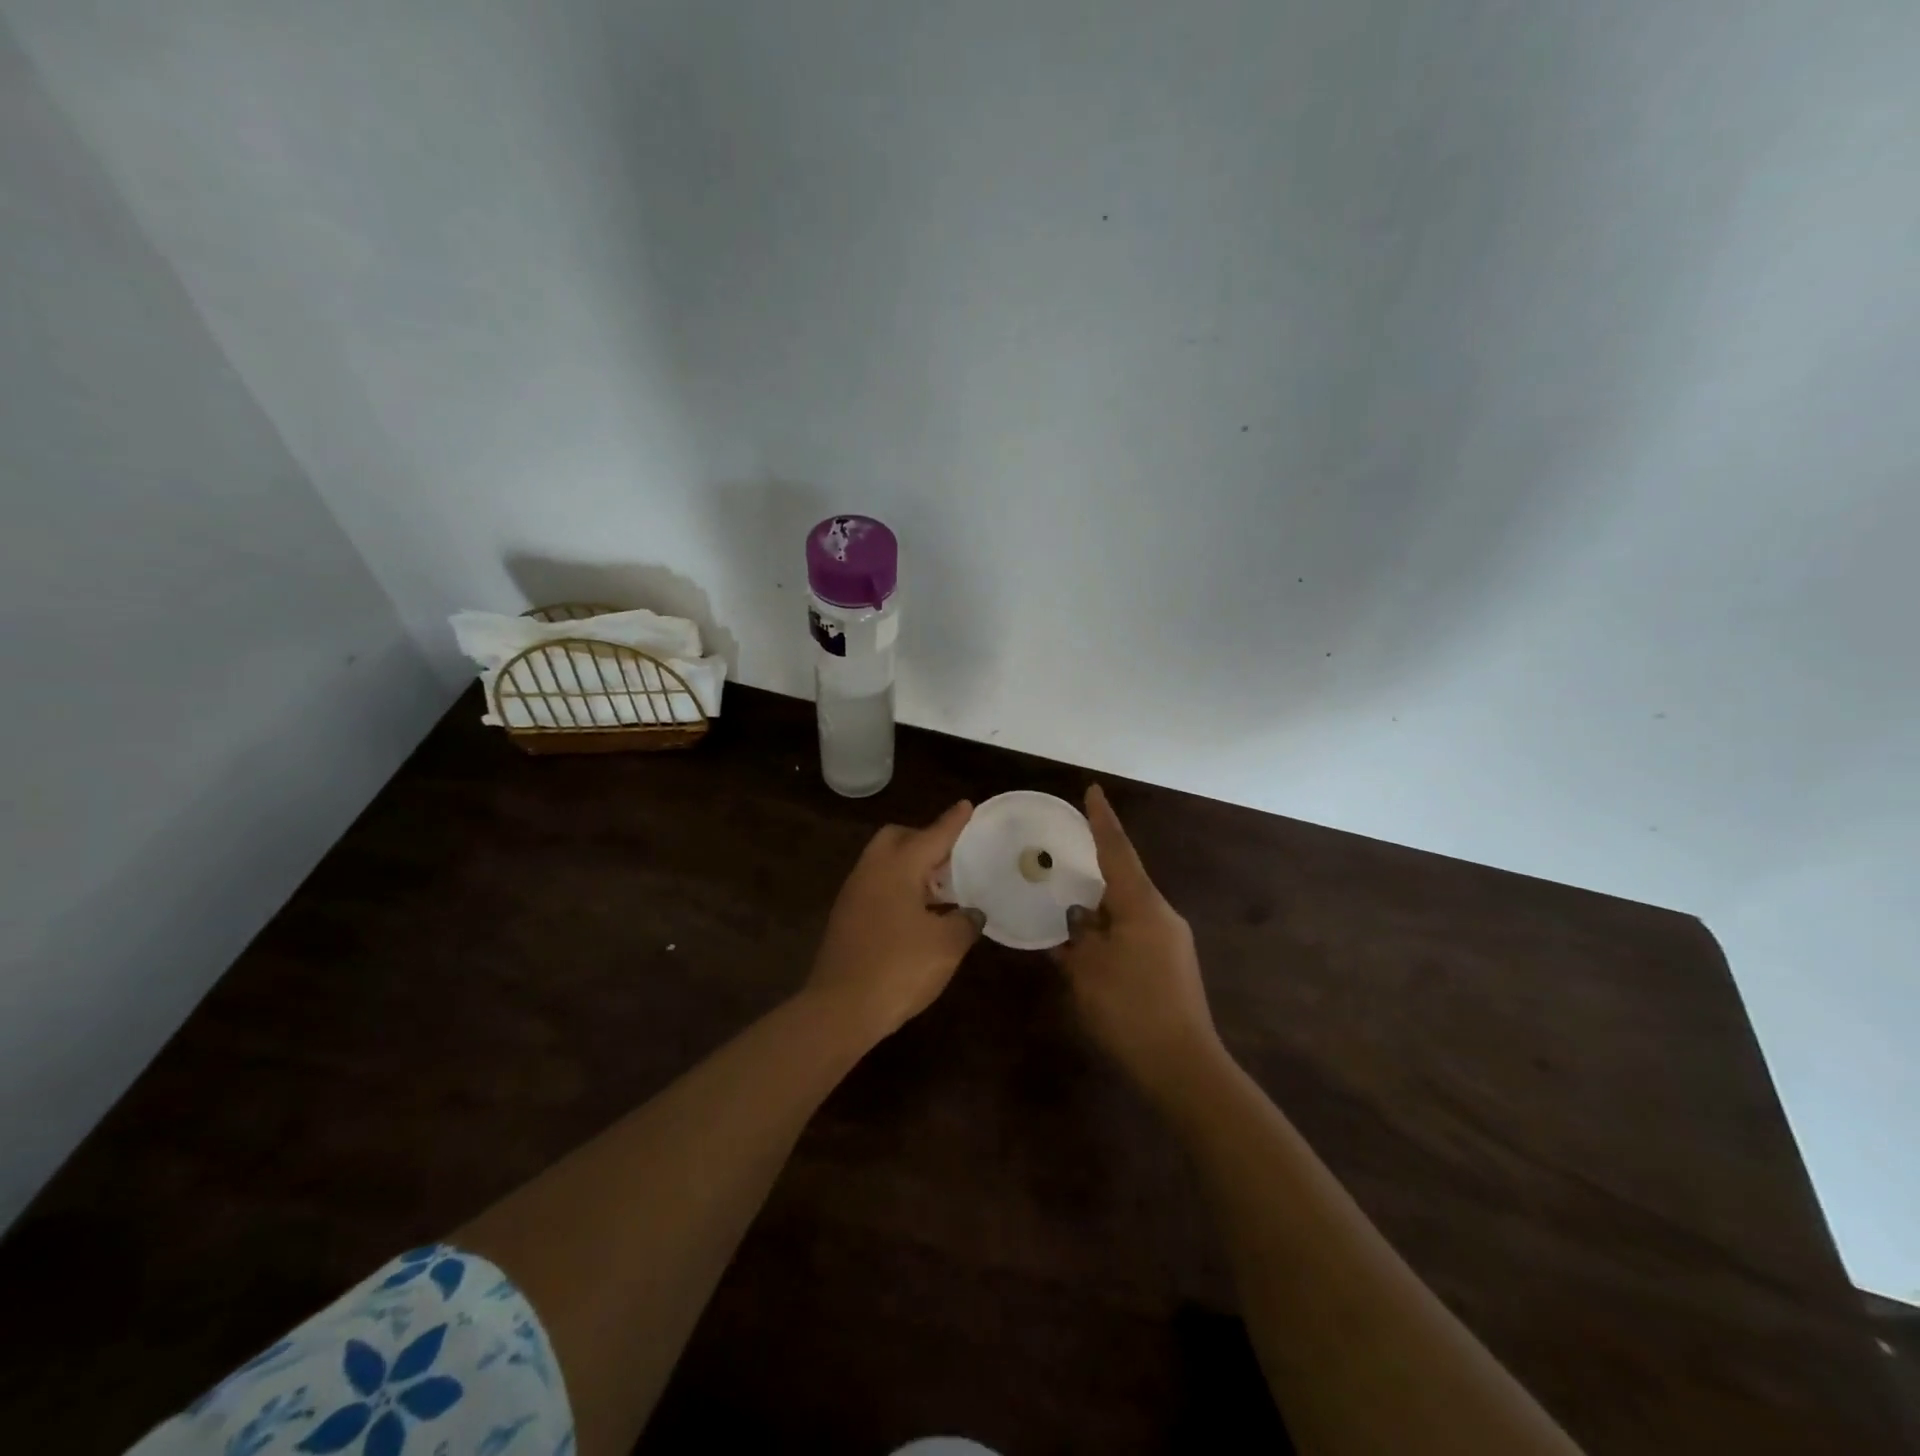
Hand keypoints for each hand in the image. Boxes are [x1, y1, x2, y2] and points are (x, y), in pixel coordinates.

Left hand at [805, 801, 982, 1042]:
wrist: (840, 1010)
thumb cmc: (899, 969)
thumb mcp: (946, 946)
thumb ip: (965, 922)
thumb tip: (971, 913)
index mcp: (897, 867)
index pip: (933, 835)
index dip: (953, 822)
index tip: (967, 805)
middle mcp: (871, 870)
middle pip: (897, 838)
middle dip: (924, 840)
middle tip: (950, 858)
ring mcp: (853, 893)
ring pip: (884, 862)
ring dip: (910, 866)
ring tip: (939, 889)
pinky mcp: (845, 917)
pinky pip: (876, 885)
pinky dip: (897, 887)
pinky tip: (916, 915)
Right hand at [1054, 785, 1224, 1101]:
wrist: (1183, 1066)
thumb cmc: (1129, 1009)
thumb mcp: (1088, 969)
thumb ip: (1078, 935)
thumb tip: (1078, 919)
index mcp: (1142, 905)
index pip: (1117, 850)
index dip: (1102, 820)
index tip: (1093, 790)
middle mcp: (1162, 914)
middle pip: (1123, 881)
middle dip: (1094, 875)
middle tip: (1064, 868)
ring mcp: (1173, 941)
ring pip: (1128, 912)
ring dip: (1100, 913)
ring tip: (1069, 919)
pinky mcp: (1174, 966)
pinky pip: (1135, 935)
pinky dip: (1110, 936)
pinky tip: (1089, 956)